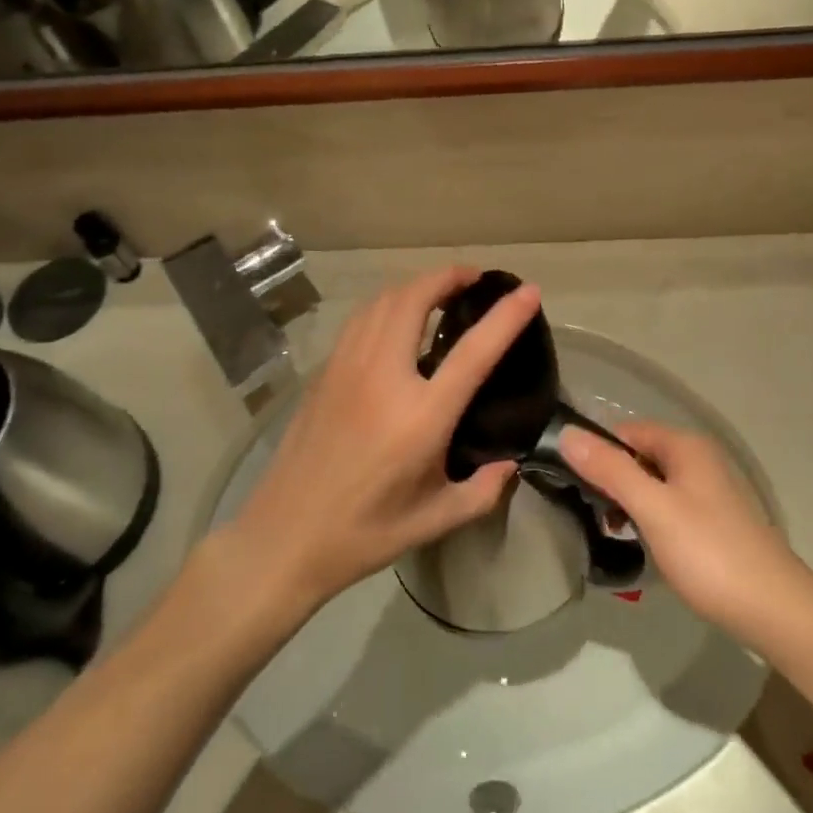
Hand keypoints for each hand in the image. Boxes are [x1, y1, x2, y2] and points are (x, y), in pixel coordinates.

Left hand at [226, 267, 539, 611]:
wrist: (284, 536)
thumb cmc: (365, 532)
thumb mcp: (436, 520)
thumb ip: (483, 491)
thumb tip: (510, 464)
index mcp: (421, 415)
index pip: (473, 351)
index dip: (505, 316)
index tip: (528, 291)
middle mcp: (383, 377)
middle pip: (415, 299)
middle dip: (448, 277)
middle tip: (474, 279)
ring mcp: (347, 368)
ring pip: (382, 301)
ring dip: (415, 285)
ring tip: (439, 291)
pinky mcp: (324, 372)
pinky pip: (360, 320)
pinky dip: (386, 304)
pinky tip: (395, 319)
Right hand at [561, 420, 796, 634]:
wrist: (775, 611)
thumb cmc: (708, 553)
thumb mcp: (652, 508)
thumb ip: (609, 470)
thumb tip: (566, 433)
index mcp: (686, 446)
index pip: (626, 431)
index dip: (597, 452)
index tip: (571, 483)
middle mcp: (699, 459)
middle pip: (639, 456)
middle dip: (611, 480)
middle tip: (589, 513)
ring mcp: (710, 491)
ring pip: (653, 483)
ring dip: (629, 502)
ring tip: (610, 532)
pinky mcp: (714, 521)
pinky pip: (669, 506)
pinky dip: (650, 519)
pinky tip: (643, 545)